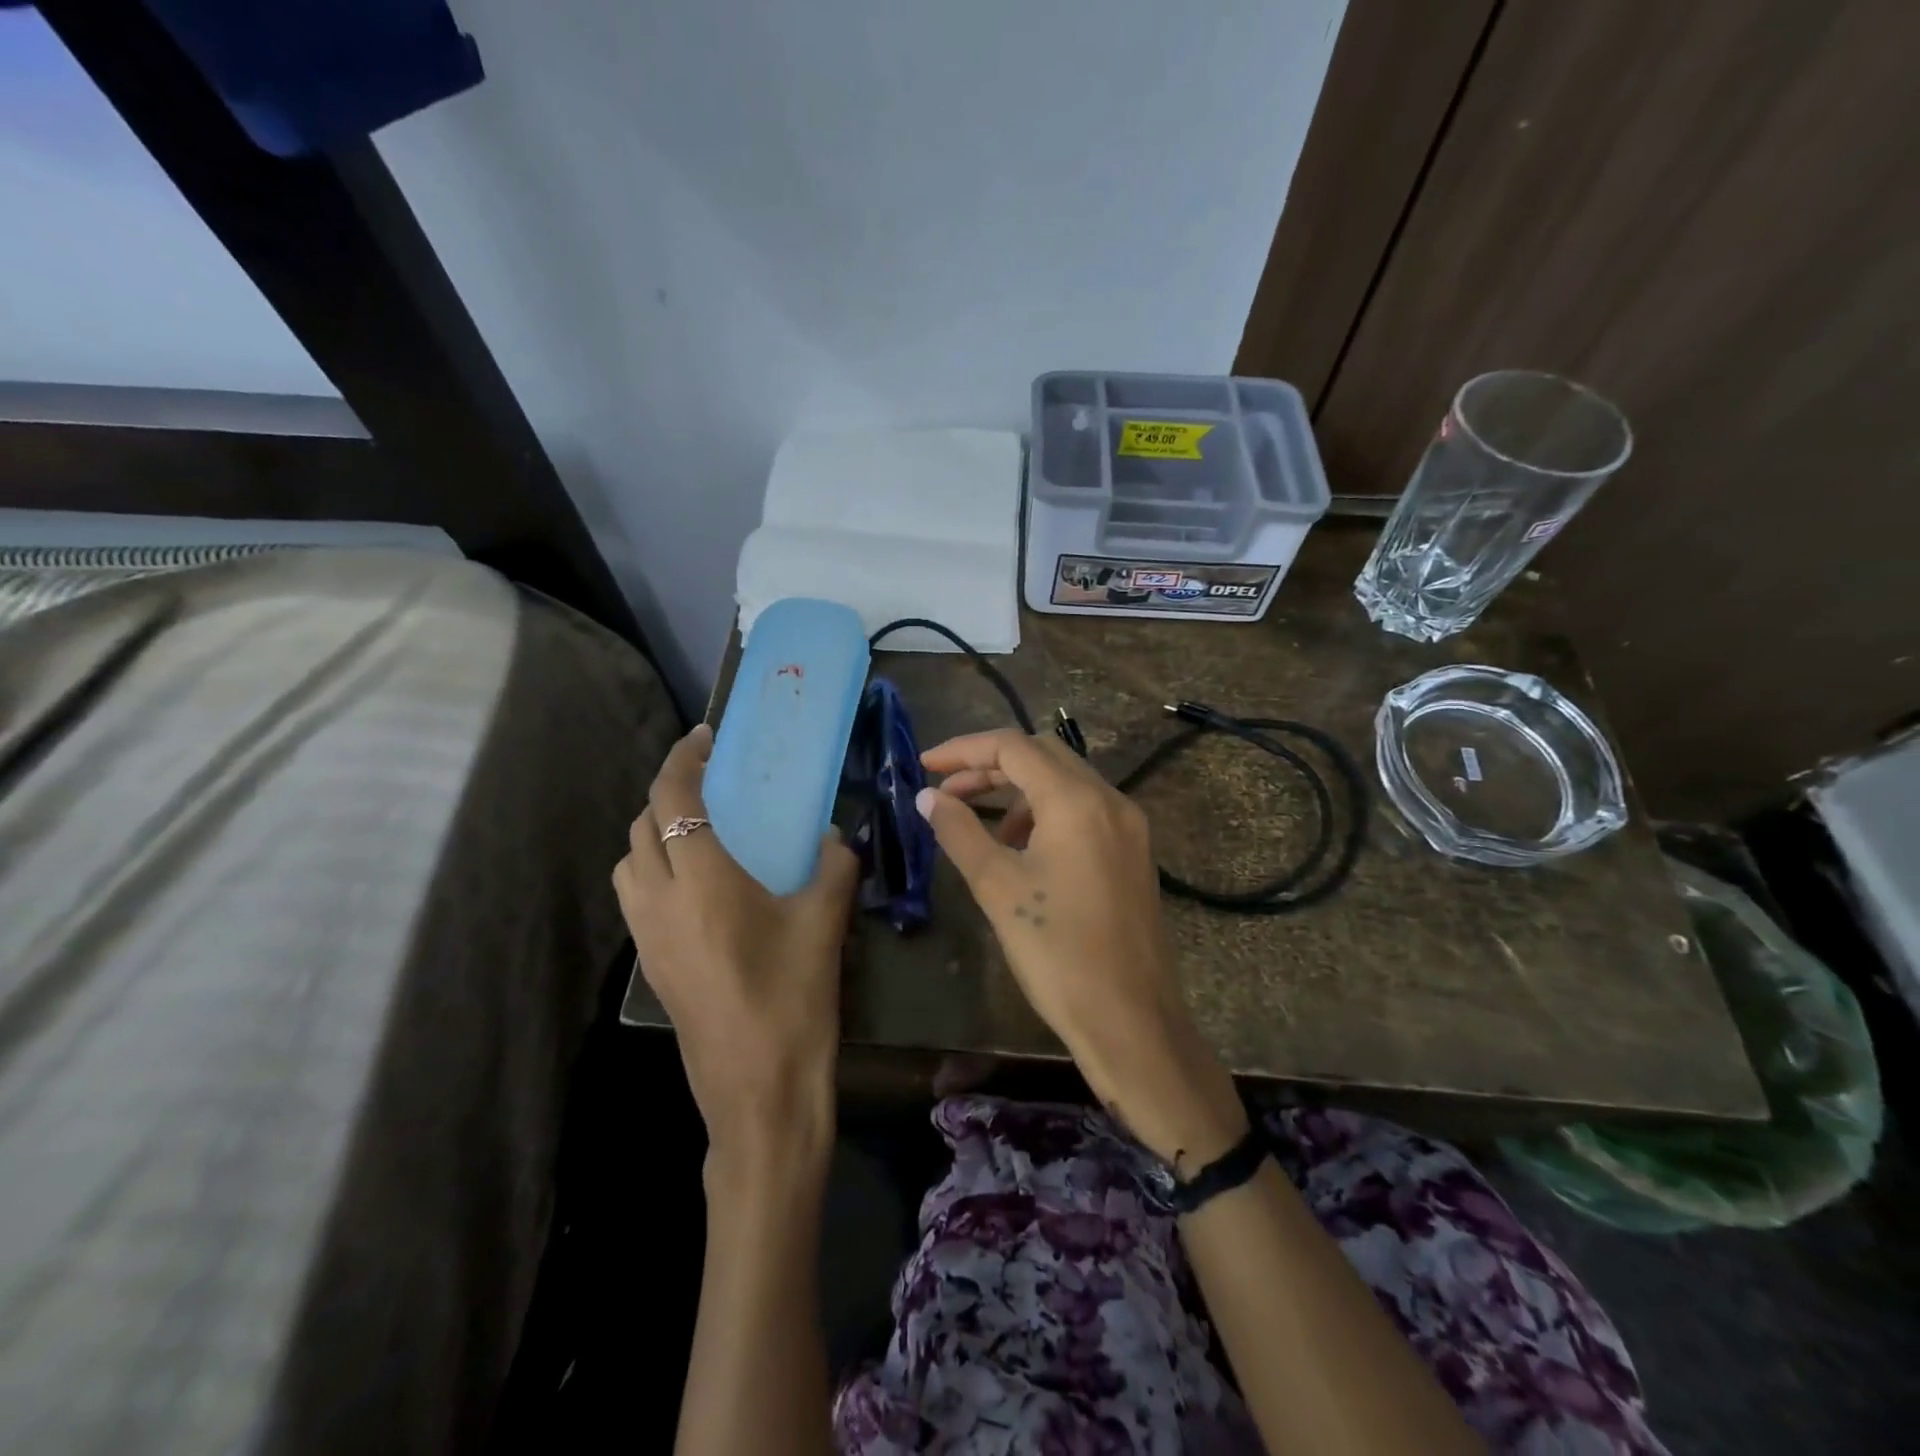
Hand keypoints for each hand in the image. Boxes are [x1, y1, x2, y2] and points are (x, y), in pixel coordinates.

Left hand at [613, 724, 859, 1182]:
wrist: (759, 1093)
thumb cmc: (794, 1000)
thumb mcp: (825, 923)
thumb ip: (833, 866)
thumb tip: (833, 835)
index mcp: (701, 881)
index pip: (673, 799)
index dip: (684, 759)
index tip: (706, 738)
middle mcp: (660, 900)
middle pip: (641, 825)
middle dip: (669, 792)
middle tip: (711, 782)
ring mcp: (647, 937)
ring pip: (629, 862)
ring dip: (654, 833)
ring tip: (700, 831)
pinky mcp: (650, 966)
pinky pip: (638, 896)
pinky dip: (655, 870)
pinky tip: (700, 887)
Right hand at [917, 730, 1246, 1171]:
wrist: (1132, 1020)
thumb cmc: (1058, 952)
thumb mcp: (998, 887)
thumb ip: (960, 832)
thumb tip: (927, 796)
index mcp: (1077, 801)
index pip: (1013, 747)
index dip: (963, 750)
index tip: (924, 766)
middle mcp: (1110, 800)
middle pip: (1043, 755)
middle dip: (990, 765)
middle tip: (947, 790)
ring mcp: (1129, 826)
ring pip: (1065, 781)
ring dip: (1019, 789)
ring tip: (982, 824)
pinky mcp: (1134, 852)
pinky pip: (1084, 809)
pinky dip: (1047, 812)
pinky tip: (1023, 848)